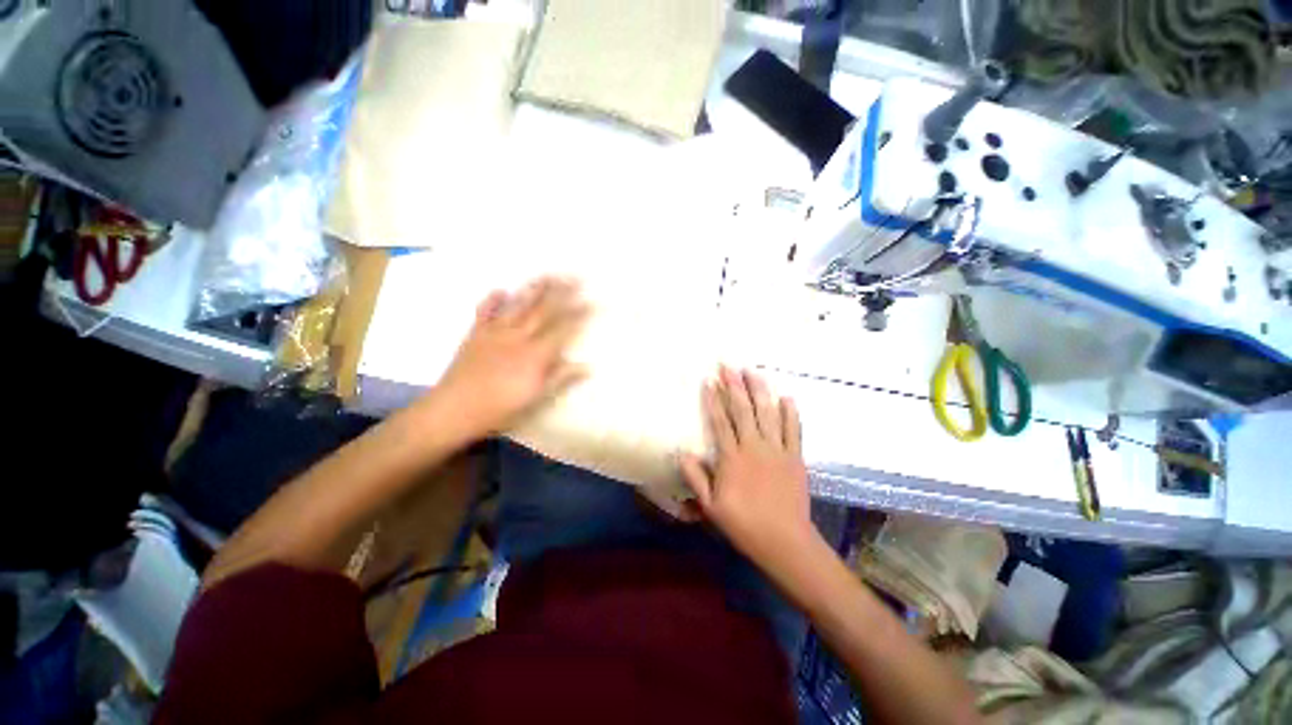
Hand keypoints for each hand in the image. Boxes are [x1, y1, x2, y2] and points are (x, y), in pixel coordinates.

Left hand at [431, 277, 589, 437]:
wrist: (453, 410)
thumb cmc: (499, 409)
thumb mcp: (535, 399)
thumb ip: (560, 378)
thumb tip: (587, 366)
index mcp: (535, 354)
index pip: (563, 329)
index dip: (579, 315)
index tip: (593, 301)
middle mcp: (517, 337)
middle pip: (544, 310)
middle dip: (562, 293)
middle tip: (576, 277)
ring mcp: (494, 333)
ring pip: (518, 306)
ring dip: (534, 289)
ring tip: (548, 275)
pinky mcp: (475, 334)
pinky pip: (484, 312)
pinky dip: (492, 300)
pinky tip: (501, 290)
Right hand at [680, 366, 818, 573]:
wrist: (785, 541)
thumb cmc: (744, 524)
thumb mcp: (710, 506)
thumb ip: (696, 477)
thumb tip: (681, 452)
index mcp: (732, 458)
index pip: (720, 422)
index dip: (714, 400)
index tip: (709, 381)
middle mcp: (754, 447)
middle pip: (743, 410)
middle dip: (735, 385)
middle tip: (729, 365)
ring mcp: (777, 450)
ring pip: (768, 413)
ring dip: (760, 390)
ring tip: (753, 371)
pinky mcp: (795, 457)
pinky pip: (793, 430)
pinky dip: (791, 412)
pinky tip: (787, 397)